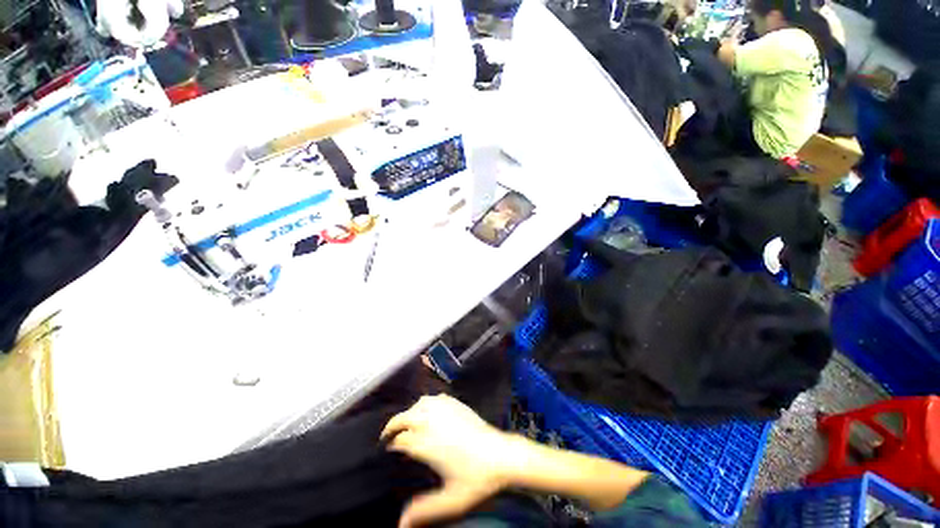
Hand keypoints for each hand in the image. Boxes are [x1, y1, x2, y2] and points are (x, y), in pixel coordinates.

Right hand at [381, 394, 519, 527]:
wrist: (501, 455)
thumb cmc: (476, 478)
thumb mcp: (449, 501)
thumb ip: (423, 512)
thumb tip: (400, 525)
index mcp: (426, 443)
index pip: (399, 440)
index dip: (389, 445)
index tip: (386, 452)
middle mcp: (432, 421)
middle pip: (403, 418)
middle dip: (393, 427)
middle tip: (389, 438)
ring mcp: (445, 409)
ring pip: (418, 404)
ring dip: (409, 413)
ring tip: (408, 425)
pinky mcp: (456, 403)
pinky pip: (434, 398)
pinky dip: (426, 404)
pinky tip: (429, 413)